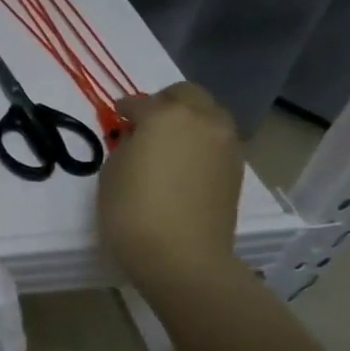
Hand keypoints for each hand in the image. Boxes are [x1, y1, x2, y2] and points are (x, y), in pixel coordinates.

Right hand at [98, 82, 244, 292]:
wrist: (181, 256)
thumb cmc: (133, 210)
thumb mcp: (113, 171)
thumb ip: (127, 144)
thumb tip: (140, 139)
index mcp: (166, 115)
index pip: (139, 102)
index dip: (124, 109)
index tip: (116, 118)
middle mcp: (202, 120)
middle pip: (186, 94)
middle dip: (164, 102)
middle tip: (146, 123)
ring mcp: (225, 143)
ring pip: (209, 115)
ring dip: (188, 120)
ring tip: (168, 144)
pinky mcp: (236, 168)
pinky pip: (217, 140)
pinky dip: (201, 142)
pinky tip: (184, 163)